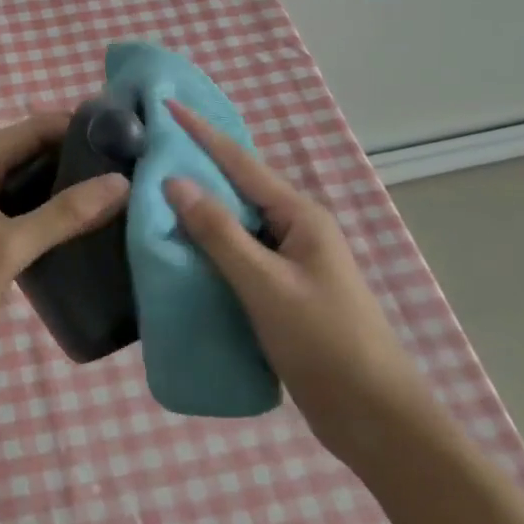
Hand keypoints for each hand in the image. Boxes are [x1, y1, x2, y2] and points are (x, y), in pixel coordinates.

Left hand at [0, 113, 129, 363]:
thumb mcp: (10, 246)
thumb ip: (63, 215)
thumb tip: (120, 182)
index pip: (35, 127)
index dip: (76, 126)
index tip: (121, 136)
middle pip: (32, 152)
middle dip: (74, 156)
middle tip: (124, 167)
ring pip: (26, 182)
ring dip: (62, 185)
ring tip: (110, 193)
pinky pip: (18, 208)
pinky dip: (46, 210)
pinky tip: (75, 226)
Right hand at [160, 100, 433, 457]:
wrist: (373, 418)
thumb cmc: (323, 342)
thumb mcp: (265, 284)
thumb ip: (219, 232)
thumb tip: (175, 182)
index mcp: (300, 216)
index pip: (240, 162)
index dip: (202, 133)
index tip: (167, 105)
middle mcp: (296, 229)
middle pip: (237, 188)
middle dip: (196, 167)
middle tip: (149, 152)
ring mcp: (290, 262)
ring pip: (235, 224)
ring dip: (199, 211)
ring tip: (152, 197)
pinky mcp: (282, 292)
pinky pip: (237, 256)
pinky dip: (208, 247)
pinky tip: (179, 251)